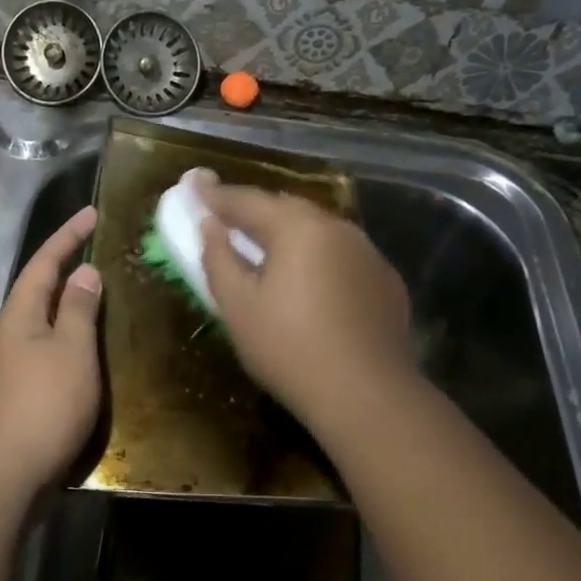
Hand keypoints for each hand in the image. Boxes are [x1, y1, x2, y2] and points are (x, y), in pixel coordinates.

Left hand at [0, 205, 103, 493]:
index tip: (93, 213)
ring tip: (105, 293)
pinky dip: (72, 337)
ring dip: (72, 303)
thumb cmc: (43, 404)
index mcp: (20, 314)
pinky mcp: (22, 391)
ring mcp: (14, 364)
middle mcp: (11, 332)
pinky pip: (51, 347)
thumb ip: (79, 310)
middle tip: (102, 250)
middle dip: (68, 266)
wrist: (6, 473)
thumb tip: (84, 273)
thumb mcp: (71, 351)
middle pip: (41, 288)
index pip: (44, 262)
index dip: (68, 236)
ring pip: (46, 320)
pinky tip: (92, 347)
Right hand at [198, 179, 415, 425]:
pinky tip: (311, 285)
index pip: (248, 201)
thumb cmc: (289, 349)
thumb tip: (210, 226)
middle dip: (256, 212)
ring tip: (268, 252)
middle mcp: (338, 228)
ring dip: (290, 236)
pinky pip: (343, 258)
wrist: (366, 395)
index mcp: (298, 228)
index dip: (216, 195)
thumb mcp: (238, 307)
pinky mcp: (387, 282)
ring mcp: (369, 254)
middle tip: (229, 219)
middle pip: (288, 210)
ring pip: (320, 232)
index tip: (194, 184)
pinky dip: (320, 260)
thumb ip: (219, 258)